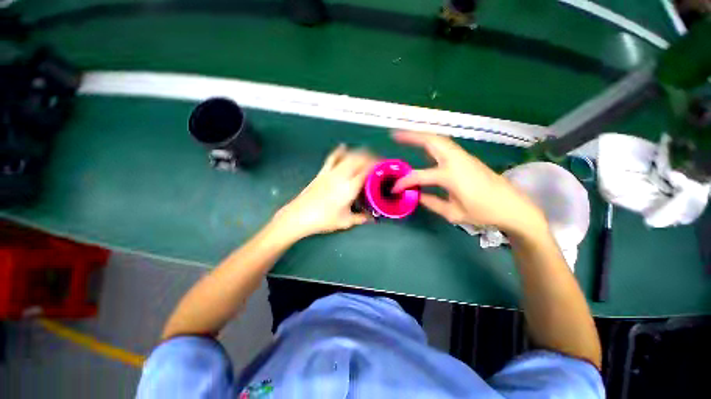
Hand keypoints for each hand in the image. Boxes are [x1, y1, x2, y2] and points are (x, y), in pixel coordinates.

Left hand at [272, 144, 375, 240]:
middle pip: (358, 159)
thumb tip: (371, 218)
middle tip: (377, 162)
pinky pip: (332, 158)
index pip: (366, 170)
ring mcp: (331, 172)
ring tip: (366, 156)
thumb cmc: (324, 219)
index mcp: (349, 187)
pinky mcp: (322, 172)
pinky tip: (343, 147)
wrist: (299, 216)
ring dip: (359, 153)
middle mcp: (341, 176)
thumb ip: (361, 218)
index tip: (383, 165)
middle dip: (370, 157)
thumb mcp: (346, 221)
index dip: (377, 165)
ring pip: (348, 156)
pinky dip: (339, 151)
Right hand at [391, 131, 545, 235]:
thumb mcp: (453, 213)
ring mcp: (463, 156)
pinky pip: (445, 145)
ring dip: (421, 136)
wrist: (512, 206)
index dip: (404, 181)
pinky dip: (431, 142)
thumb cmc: (483, 212)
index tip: (395, 188)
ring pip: (439, 140)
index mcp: (450, 176)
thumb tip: (416, 195)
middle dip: (412, 136)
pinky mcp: (467, 157)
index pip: (419, 175)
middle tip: (395, 136)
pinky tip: (424, 148)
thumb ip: (431, 202)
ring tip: (407, 137)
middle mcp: (456, 161)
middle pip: (431, 141)